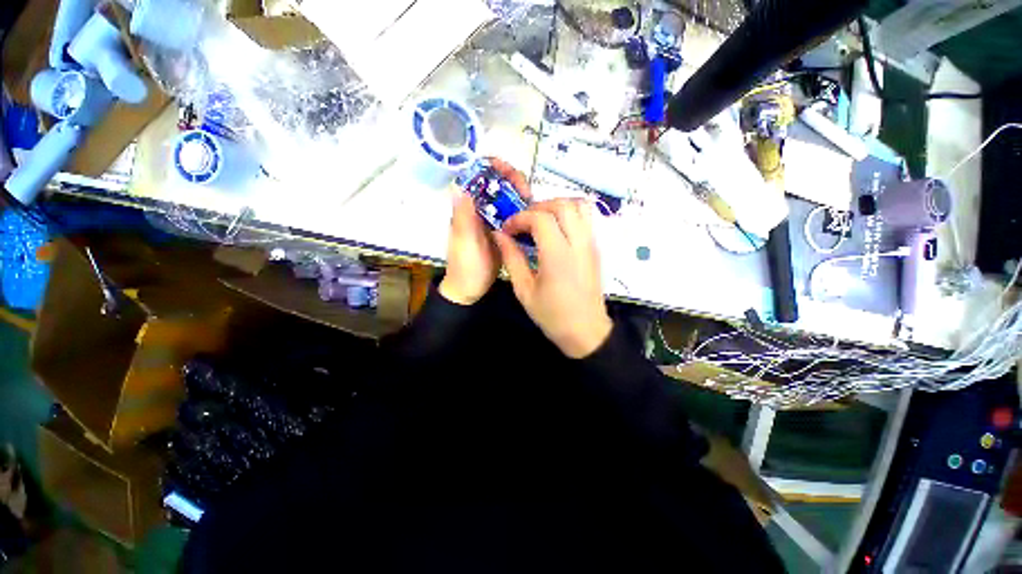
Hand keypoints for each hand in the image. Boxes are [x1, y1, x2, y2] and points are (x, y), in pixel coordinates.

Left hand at [439, 158, 530, 304]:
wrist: (471, 289)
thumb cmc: (465, 266)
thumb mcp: (463, 241)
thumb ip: (462, 216)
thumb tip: (459, 185)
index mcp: (468, 208)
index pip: (479, 179)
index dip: (492, 169)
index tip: (507, 169)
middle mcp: (481, 210)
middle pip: (498, 185)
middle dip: (512, 180)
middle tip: (526, 190)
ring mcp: (494, 221)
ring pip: (509, 199)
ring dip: (520, 195)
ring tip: (532, 201)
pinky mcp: (505, 232)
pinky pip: (515, 216)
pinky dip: (525, 211)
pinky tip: (534, 214)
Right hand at [493, 199, 612, 357]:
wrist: (586, 331)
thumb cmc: (552, 315)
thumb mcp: (524, 290)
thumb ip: (512, 258)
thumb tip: (499, 235)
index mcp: (558, 256)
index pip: (541, 218)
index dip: (520, 218)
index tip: (507, 229)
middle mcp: (578, 243)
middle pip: (562, 204)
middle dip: (538, 206)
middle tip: (524, 222)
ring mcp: (591, 244)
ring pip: (579, 205)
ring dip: (557, 206)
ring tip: (541, 221)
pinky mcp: (596, 248)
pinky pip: (586, 217)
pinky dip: (569, 213)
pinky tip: (556, 230)